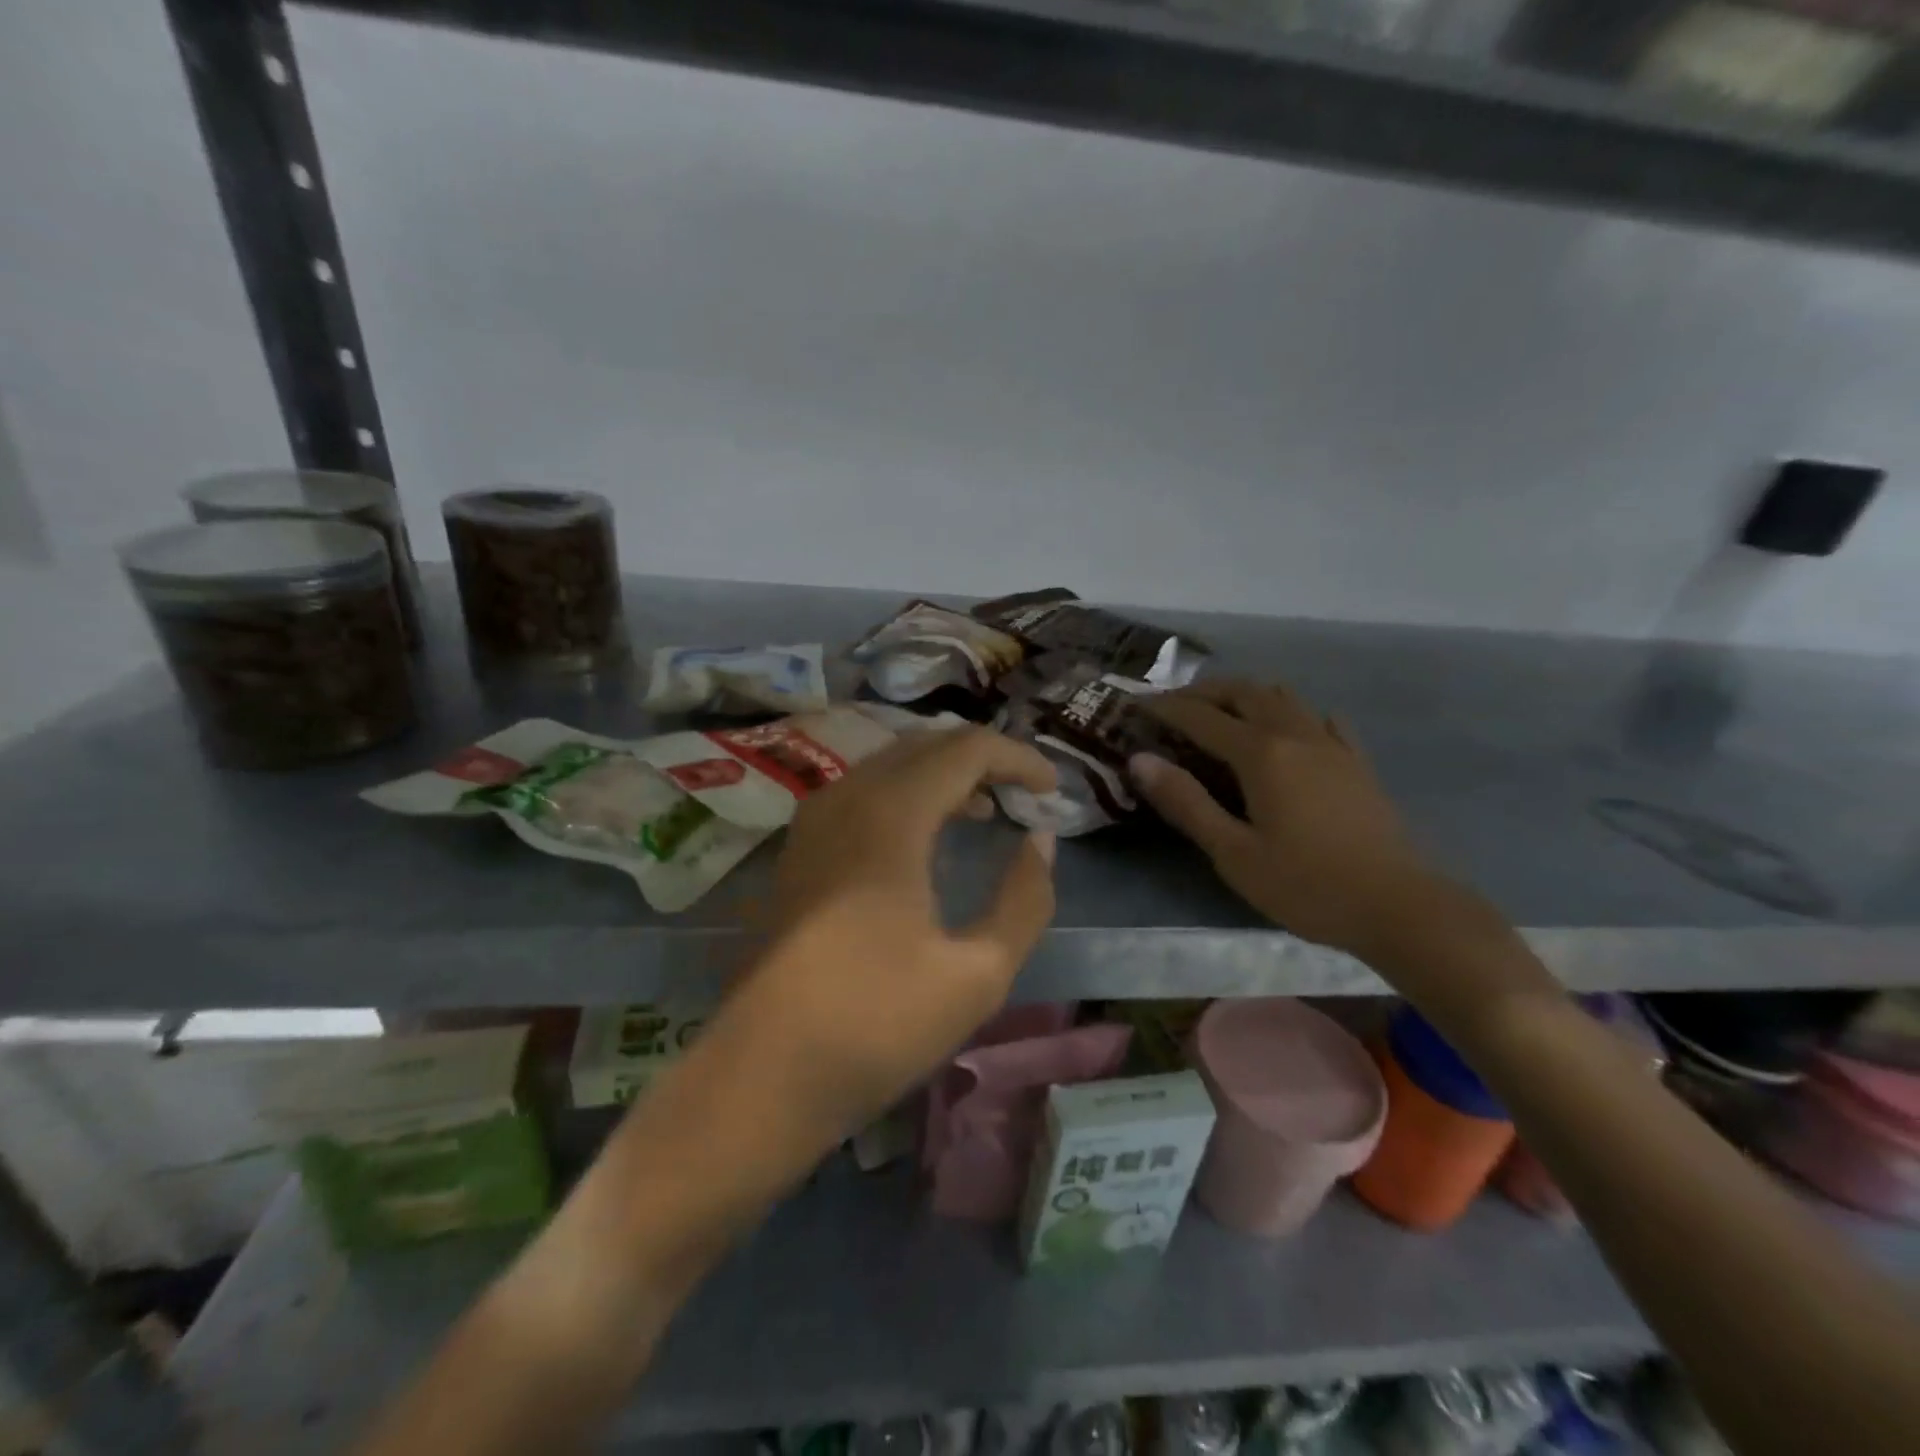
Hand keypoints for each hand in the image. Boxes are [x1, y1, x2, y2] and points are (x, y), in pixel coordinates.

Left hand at [731, 727, 1059, 1136]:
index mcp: (890, 815)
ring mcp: (813, 820)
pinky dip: (906, 794)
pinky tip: (926, 837)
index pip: (965, 749)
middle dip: (982, 759)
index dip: (1017, 758)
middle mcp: (846, 798)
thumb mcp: (978, 973)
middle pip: (925, 745)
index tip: (1053, 789)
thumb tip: (1040, 840)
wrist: (763, 1074)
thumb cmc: (877, 1025)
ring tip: (985, 810)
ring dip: (942, 774)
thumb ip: (1024, 899)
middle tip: (1024, 795)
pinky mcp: (798, 848)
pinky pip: (862, 791)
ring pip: (890, 763)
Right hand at [1134, 679, 1447, 956]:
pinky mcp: (1356, 763)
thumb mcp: (1233, 852)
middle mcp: (1296, 734)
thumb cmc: (1306, 885)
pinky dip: (1291, 713)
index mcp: (1262, 754)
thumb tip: (1140, 760)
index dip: (1165, 708)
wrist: (1399, 906)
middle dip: (1204, 692)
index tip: (1136, 706)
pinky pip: (1320, 719)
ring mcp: (1332, 745)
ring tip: (1221, 712)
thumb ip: (1186, 802)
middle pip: (1244, 692)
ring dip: (1246, 694)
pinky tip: (1289, 731)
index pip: (1201, 717)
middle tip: (1174, 706)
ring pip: (1283, 697)